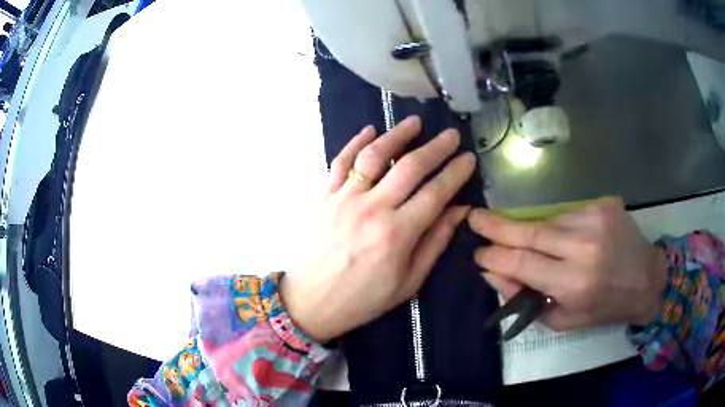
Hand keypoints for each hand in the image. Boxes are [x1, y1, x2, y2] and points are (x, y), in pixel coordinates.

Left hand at [281, 116, 476, 341]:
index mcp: (397, 234)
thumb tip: (460, 210)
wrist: (313, 300)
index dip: (456, 172)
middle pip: (410, 167)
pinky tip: (370, 130)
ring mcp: (345, 198)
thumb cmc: (365, 297)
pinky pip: (341, 161)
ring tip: (414, 122)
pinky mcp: (325, 195)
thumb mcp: (409, 281)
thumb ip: (435, 242)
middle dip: (436, 147)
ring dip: (397, 135)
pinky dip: (355, 142)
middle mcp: (372, 209)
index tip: (468, 158)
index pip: (436, 193)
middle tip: (451, 134)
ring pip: (375, 155)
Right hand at [468, 198, 668, 330]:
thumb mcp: (565, 319)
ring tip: (523, 239)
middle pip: (530, 232)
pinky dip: (555, 226)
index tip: (478, 255)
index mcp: (574, 284)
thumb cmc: (605, 308)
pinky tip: (561, 238)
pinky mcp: (602, 206)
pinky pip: (567, 215)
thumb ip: (528, 301)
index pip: (522, 265)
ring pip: (547, 221)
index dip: (495, 258)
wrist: (646, 279)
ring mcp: (595, 220)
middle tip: (474, 218)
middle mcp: (584, 248)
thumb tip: (496, 276)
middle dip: (497, 226)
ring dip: (530, 231)